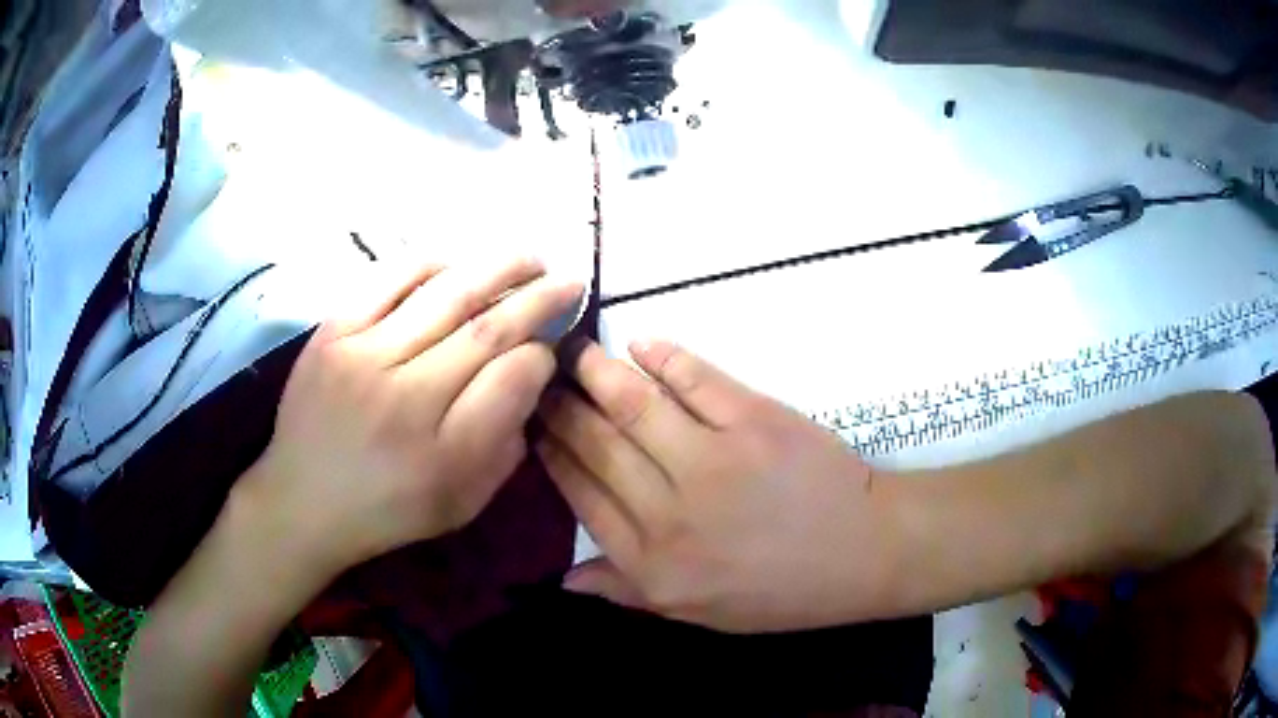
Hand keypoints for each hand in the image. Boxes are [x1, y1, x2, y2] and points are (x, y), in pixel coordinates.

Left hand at [241, 258, 582, 585]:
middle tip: (569, 280)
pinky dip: (429, 262)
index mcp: (442, 453)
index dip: (542, 353)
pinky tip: (456, 261)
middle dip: (537, 298)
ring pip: (443, 295)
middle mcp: (403, 397)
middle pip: (485, 330)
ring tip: (528, 257)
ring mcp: (361, 356)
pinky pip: (387, 280)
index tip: (554, 344)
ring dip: (495, 268)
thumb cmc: (388, 510)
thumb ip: (504, 443)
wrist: (302, 500)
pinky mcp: (330, 333)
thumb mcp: (461, 502)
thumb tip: (531, 372)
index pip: (511, 379)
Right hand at [537, 341, 902, 633]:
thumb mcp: (696, 615)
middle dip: (562, 409)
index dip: (553, 457)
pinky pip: (696, 380)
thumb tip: (561, 581)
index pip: (583, 497)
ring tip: (573, 351)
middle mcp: (670, 512)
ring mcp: (712, 461)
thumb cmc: (781, 592)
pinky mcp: (753, 421)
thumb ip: (627, 592)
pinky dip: (664, 357)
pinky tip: (641, 344)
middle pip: (598, 447)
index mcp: (652, 562)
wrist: (861, 554)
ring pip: (634, 407)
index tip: (533, 428)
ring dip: (597, 373)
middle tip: (540, 378)